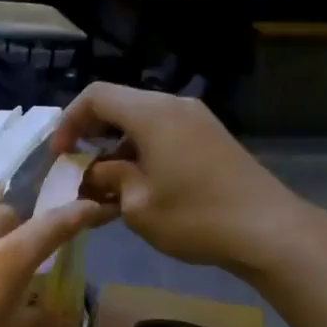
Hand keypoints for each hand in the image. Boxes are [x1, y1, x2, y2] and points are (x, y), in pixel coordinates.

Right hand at [53, 83, 322, 271]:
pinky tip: (137, 186)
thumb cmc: (194, 217)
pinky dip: (140, 152)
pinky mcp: (210, 138)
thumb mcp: (137, 204)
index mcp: (152, 113)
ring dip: (116, 147)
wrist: (267, 230)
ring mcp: (196, 121)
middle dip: (91, 135)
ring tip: (105, 185)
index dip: (69, 121)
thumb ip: (108, 179)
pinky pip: (163, 133)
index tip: (60, 156)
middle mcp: (174, 106)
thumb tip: (94, 172)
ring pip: (141, 121)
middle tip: (78, 170)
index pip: (96, 96)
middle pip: (119, 105)